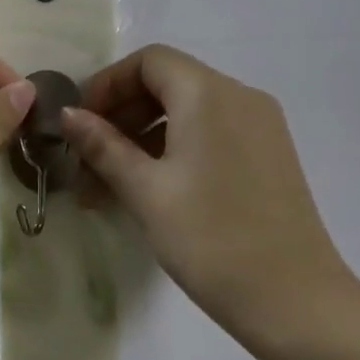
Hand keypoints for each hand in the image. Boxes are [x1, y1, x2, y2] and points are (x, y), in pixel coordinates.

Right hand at [60, 45, 359, 334]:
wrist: (291, 298)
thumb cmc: (209, 238)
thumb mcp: (146, 191)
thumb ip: (103, 146)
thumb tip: (68, 114)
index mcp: (210, 94)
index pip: (149, 61)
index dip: (106, 85)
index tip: (78, 126)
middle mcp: (241, 97)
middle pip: (168, 85)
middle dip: (120, 117)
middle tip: (86, 163)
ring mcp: (261, 128)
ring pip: (188, 115)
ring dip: (142, 141)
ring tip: (108, 189)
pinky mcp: (268, 158)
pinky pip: (210, 137)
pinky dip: (173, 153)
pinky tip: (149, 193)